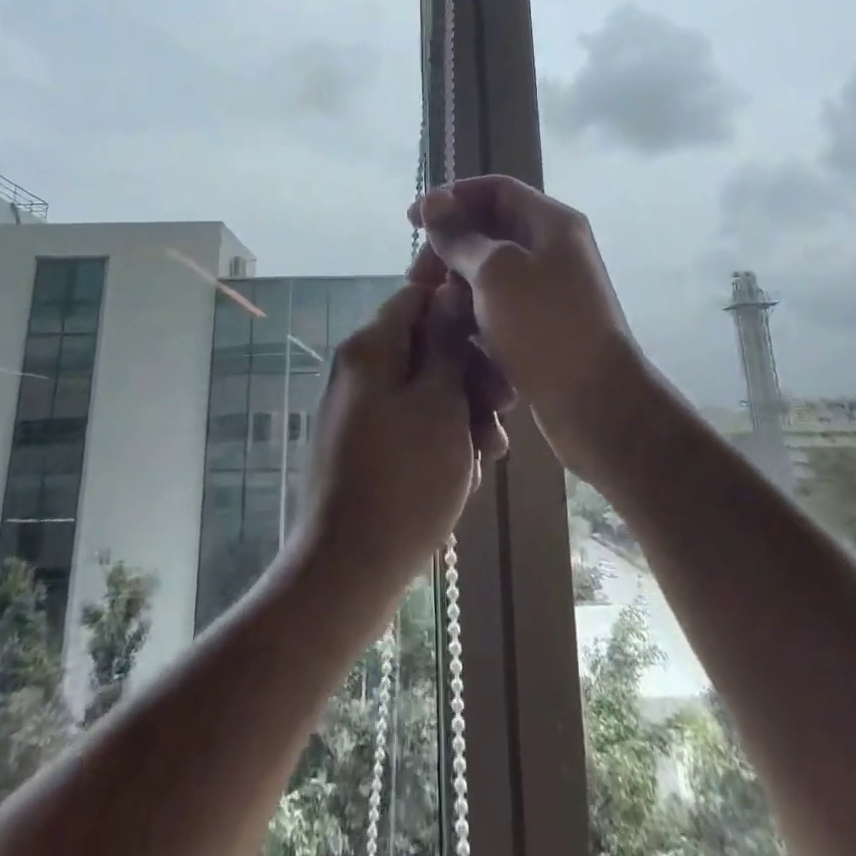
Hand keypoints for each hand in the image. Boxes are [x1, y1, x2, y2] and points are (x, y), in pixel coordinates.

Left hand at [297, 269, 510, 608]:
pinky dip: (441, 434)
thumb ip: (445, 341)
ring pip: (423, 386)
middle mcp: (359, 368)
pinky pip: (410, 419)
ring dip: (463, 408)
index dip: (459, 305)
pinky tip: (467, 471)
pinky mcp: (364, 444)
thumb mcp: (439, 402)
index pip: (416, 294)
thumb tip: (448, 287)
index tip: (497, 331)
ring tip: (492, 451)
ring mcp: (359, 408)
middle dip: (470, 370)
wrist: (349, 568)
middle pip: (424, 343)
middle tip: (505, 407)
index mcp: (370, 347)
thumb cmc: (405, 478)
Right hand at [410, 176, 637, 482]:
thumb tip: (433, 203)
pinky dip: (471, 311)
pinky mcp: (538, 324)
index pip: (494, 190)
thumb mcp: (495, 271)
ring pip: (487, 271)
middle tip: (416, 277)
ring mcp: (546, 288)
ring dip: (454, 283)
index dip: (451, 198)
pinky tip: (450, 330)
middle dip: (447, 248)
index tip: (412, 221)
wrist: (595, 401)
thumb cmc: (544, 325)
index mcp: (550, 222)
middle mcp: (550, 248)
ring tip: (430, 307)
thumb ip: (460, 236)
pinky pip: (495, 304)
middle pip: (487, 230)